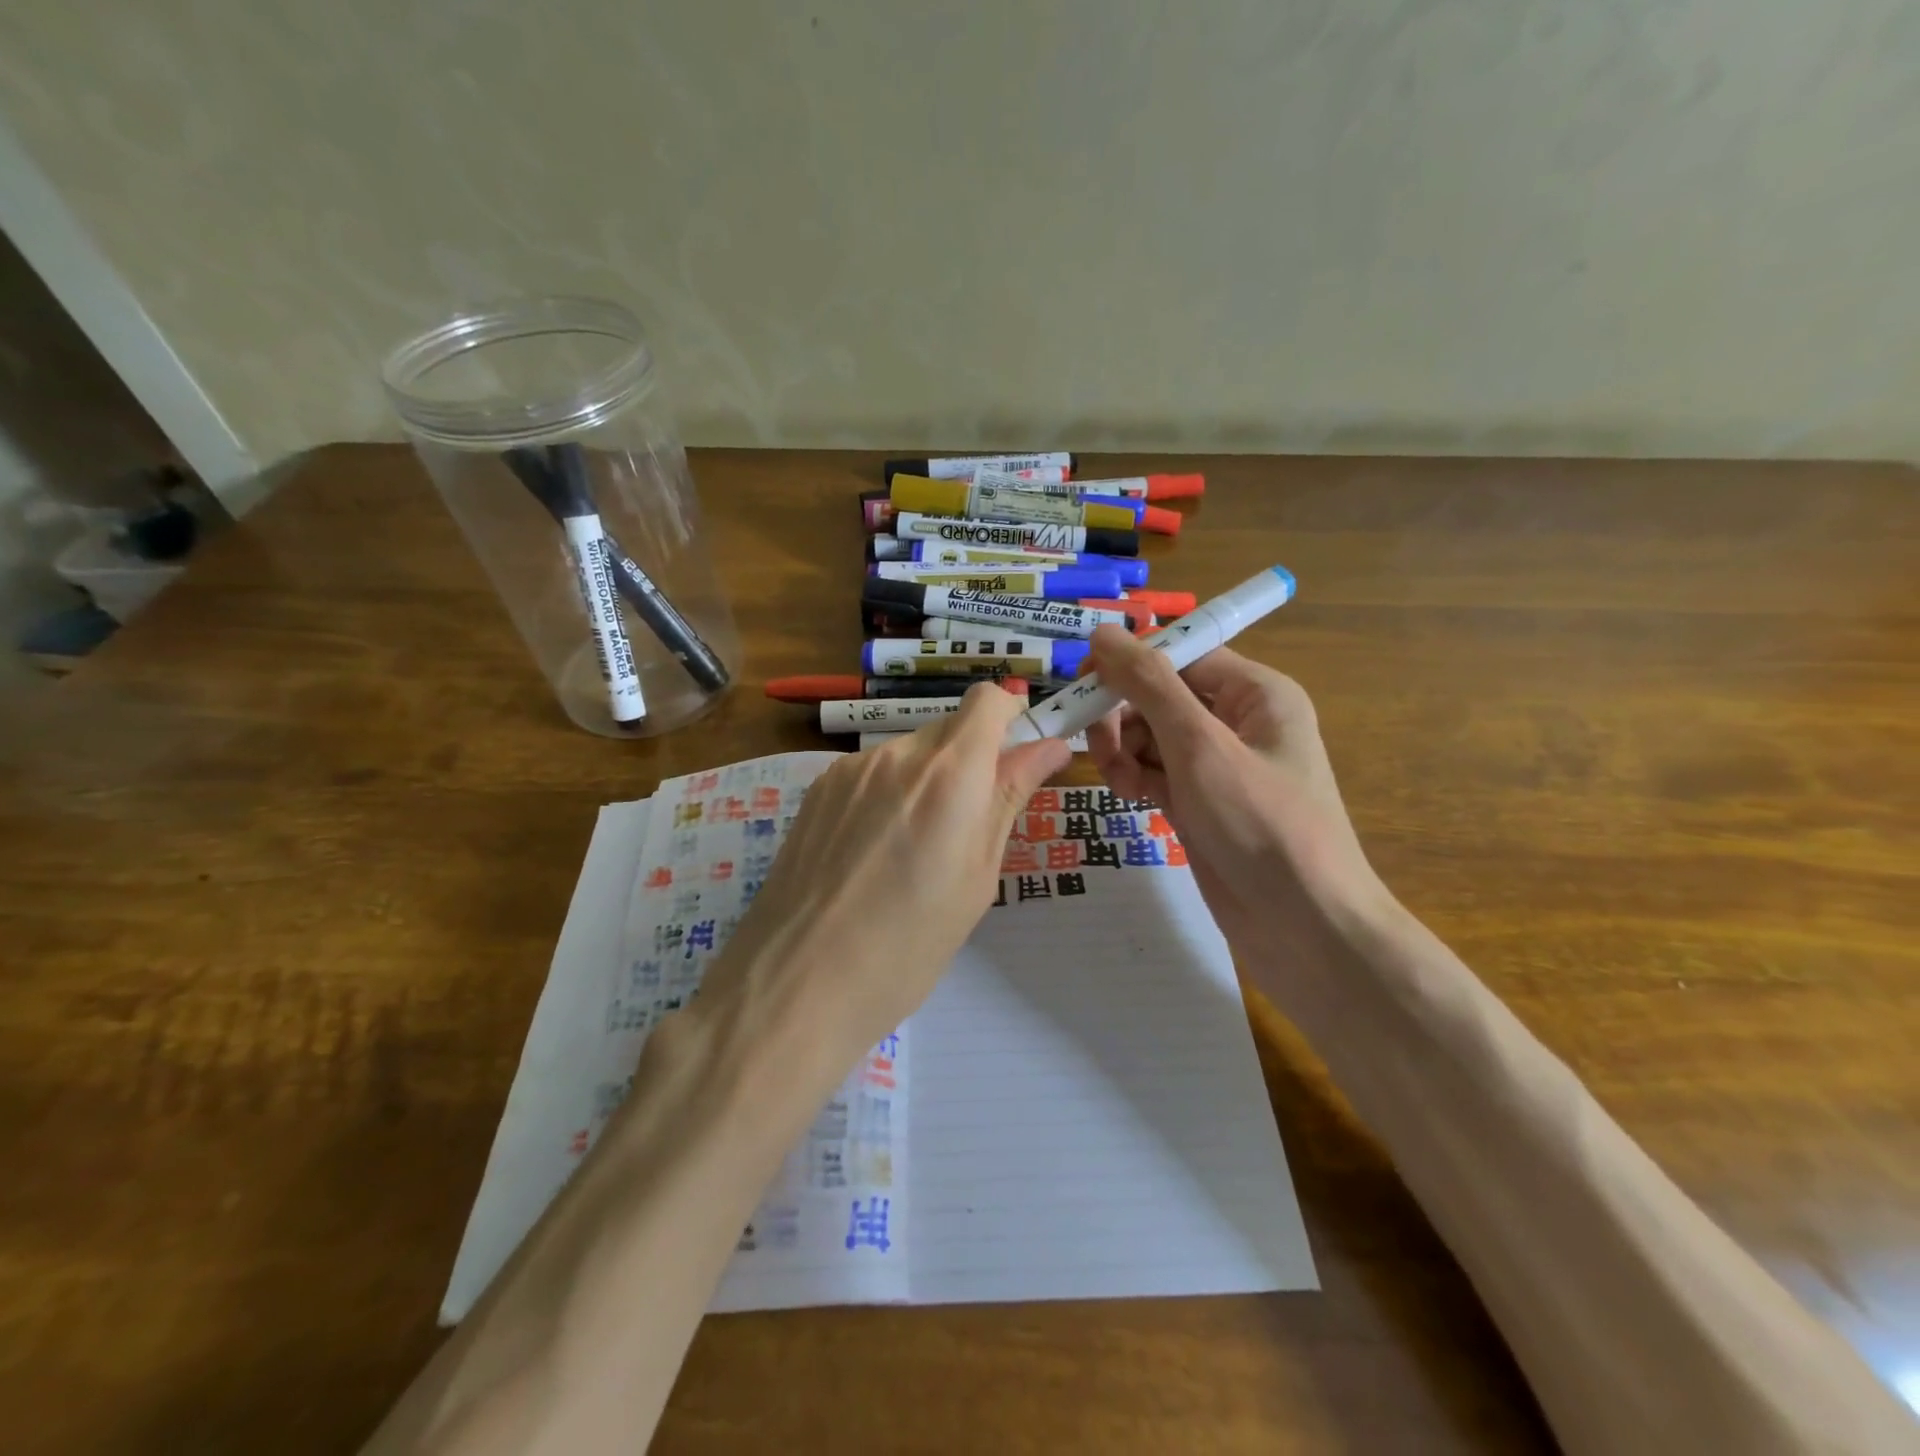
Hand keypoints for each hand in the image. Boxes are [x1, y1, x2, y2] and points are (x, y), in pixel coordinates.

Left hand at [705, 683, 1071, 1076]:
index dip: (1011, 718)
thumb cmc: (907, 946)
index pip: (988, 700)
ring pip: (909, 755)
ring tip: (914, 854)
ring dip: (928, 783)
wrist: (795, 984)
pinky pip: (871, 775)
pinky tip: (874, 855)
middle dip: (971, 762)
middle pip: (950, 729)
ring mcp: (848, 770)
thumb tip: (1049, 746)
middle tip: (969, 827)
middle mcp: (896, 755)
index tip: (1019, 758)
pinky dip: (888, 797)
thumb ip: (1009, 798)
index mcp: (948, 773)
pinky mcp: (817, 791)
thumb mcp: (976, 877)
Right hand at [1083, 625, 1389, 1013]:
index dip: (1129, 663)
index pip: (1180, 655)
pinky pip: (1154, 771)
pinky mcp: (1200, 801)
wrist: (1303, 927)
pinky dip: (1136, 779)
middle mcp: (1237, 720)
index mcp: (1255, 693)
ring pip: (1149, 735)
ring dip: (1125, 752)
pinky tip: (1132, 801)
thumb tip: (1102, 633)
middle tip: (1102, 750)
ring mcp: (1217, 764)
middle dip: (1124, 718)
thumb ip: (1149, 686)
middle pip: (1159, 695)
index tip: (1081, 681)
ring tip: (1122, 786)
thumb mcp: (1201, 747)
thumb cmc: (1260, 824)